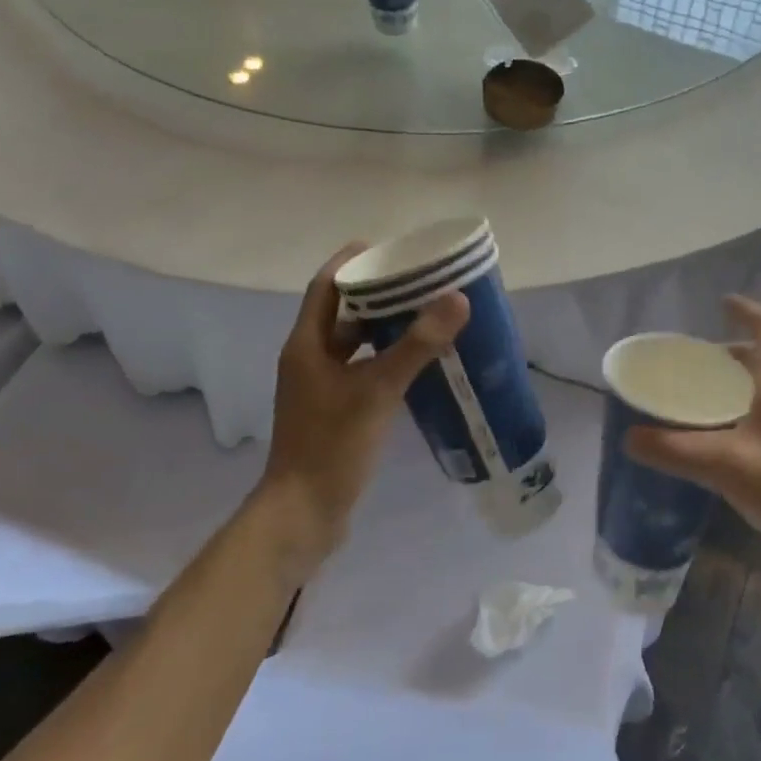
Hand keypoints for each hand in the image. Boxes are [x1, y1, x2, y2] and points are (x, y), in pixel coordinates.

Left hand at [260, 246, 468, 573]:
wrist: (304, 513)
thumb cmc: (333, 444)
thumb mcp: (378, 390)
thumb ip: (417, 344)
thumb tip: (456, 299)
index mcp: (306, 345)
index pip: (326, 286)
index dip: (352, 262)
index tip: (388, 247)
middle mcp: (309, 360)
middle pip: (341, 313)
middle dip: (376, 294)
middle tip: (418, 281)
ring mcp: (320, 388)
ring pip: (353, 345)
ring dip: (383, 328)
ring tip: (424, 315)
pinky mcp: (334, 412)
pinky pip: (362, 371)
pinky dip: (385, 359)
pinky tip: (417, 364)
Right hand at [625, 296, 760, 566]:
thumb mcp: (726, 465)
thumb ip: (675, 450)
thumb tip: (629, 437)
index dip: (746, 311)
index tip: (722, 303)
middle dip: (729, 354)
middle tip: (694, 362)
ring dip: (735, 385)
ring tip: (699, 399)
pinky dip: (740, 414)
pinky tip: (720, 441)